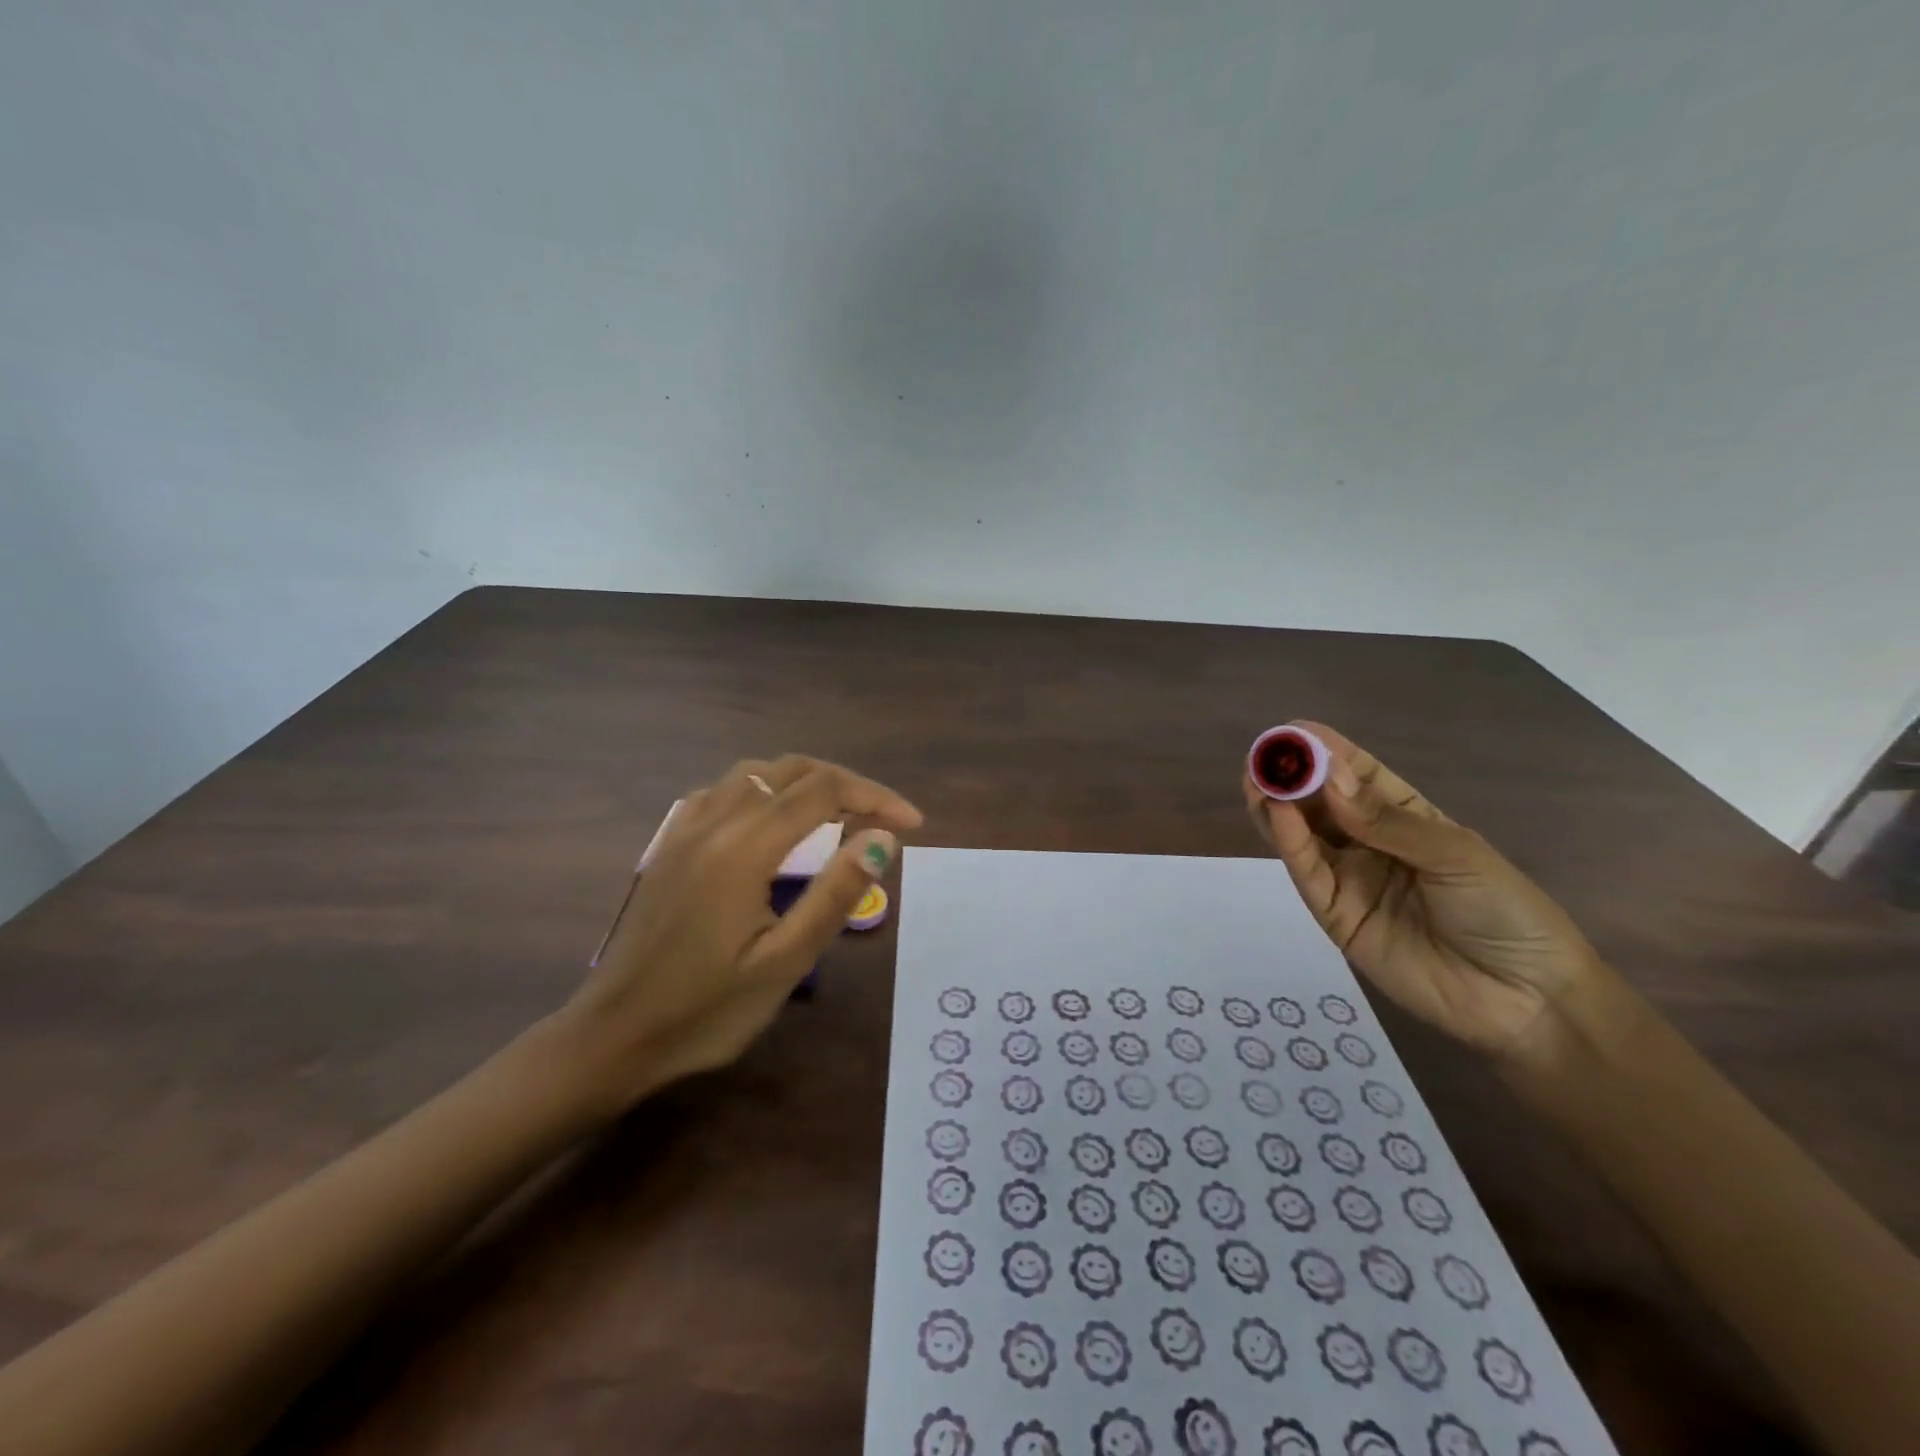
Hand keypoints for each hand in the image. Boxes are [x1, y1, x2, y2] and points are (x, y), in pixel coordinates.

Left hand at [560, 755, 921, 1113]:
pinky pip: (723, 790)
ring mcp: (684, 828)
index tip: (911, 823)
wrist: (613, 1037)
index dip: (875, 797)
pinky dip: (764, 789)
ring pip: (756, 772)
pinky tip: (772, 820)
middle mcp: (714, 822)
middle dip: (847, 785)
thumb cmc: (706, 1010)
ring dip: (806, 781)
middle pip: (792, 770)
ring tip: (839, 813)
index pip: (824, 791)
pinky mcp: (669, 844)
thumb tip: (882, 839)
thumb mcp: (784, 963)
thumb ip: (835, 894)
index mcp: (744, 848)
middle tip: (884, 818)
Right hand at [1243, 722, 1607, 1066]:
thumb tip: (1328, 778)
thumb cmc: (1504, 911)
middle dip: (1292, 776)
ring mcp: (1349, 879)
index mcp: (1405, 818)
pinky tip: (1277, 814)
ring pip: (1302, 835)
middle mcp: (1368, 843)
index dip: (1326, 752)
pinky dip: (1289, 843)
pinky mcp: (1334, 915)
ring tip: (1256, 778)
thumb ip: (1385, 820)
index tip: (1293, 730)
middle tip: (1264, 755)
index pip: (1357, 776)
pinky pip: (1308, 873)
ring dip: (1277, 805)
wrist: (1524, 999)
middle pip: (1320, 803)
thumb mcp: (1454, 854)